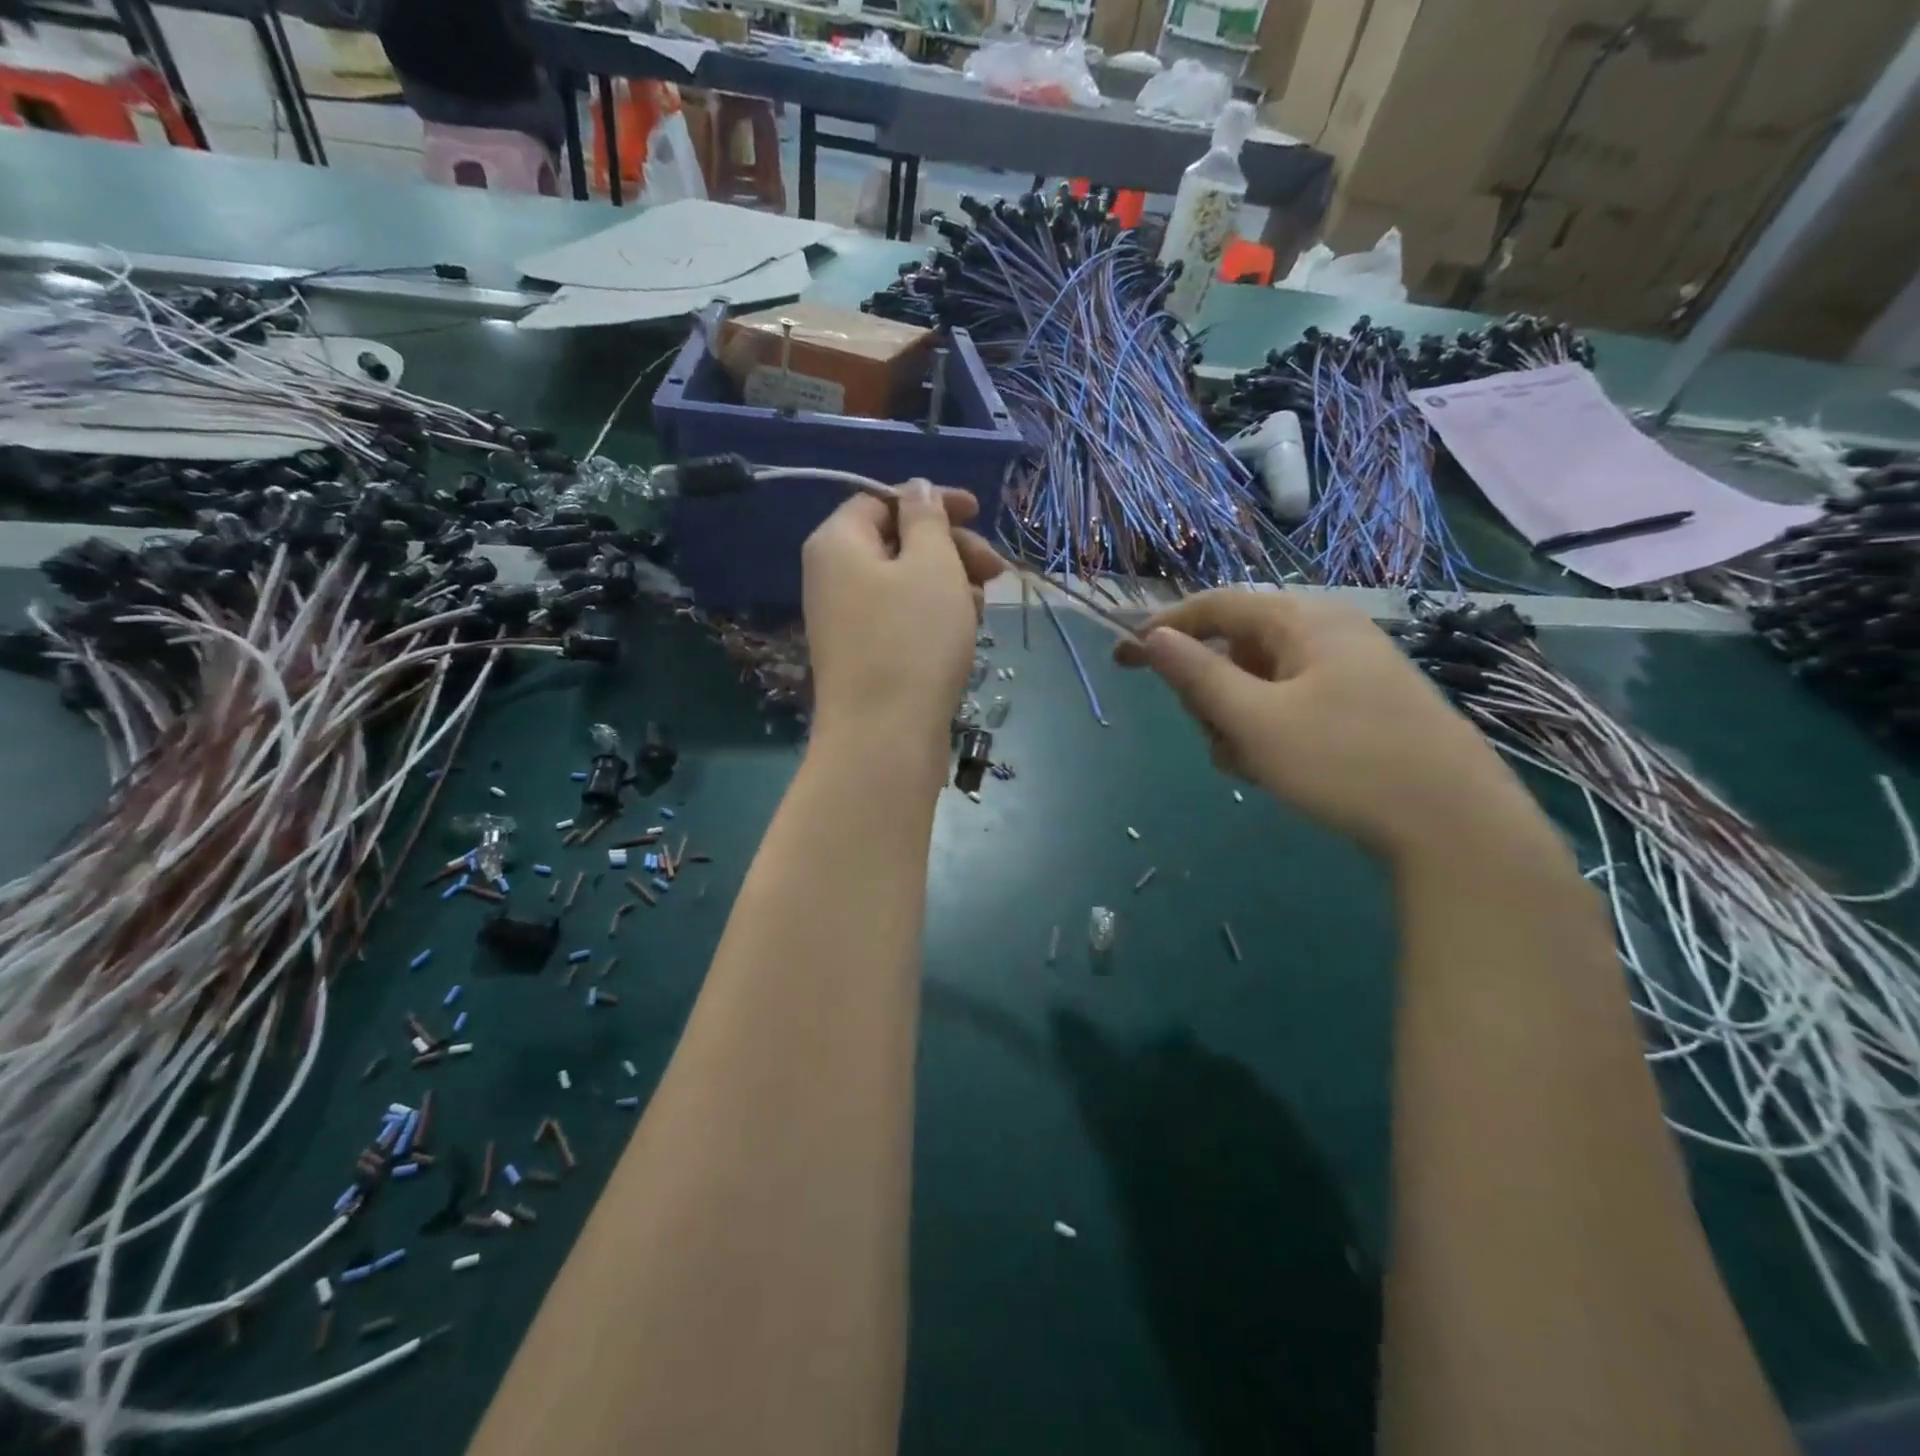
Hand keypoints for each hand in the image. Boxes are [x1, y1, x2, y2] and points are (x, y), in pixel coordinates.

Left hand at [803, 480, 1004, 754]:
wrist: (884, 737)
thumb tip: (916, 489)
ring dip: (949, 586)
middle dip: (950, 550)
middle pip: (896, 543)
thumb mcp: (931, 564)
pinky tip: (963, 635)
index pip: (882, 500)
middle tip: (995, 571)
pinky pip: (900, 619)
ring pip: (904, 584)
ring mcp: (845, 620)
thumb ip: (927, 517)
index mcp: (838, 542)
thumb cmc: (912, 640)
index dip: (932, 500)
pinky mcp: (863, 655)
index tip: (979, 511)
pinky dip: (933, 617)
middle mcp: (831, 577)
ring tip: (981, 610)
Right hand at [1114, 590, 1549, 866]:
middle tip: (1213, 735)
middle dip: (1210, 692)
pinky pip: (1291, 703)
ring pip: (1261, 681)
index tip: (1122, 659)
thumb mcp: (1254, 721)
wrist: (1455, 824)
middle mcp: (1327, 632)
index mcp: (1302, 620)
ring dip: (1238, 719)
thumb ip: (1196, 675)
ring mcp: (1349, 669)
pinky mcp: (1362, 704)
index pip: (1214, 606)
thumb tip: (1152, 637)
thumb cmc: (1344, 762)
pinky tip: (1278, 769)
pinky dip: (1269, 730)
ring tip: (1250, 764)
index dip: (1162, 629)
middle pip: (1236, 646)